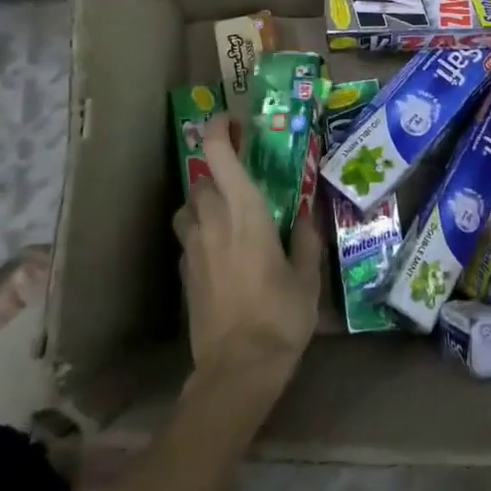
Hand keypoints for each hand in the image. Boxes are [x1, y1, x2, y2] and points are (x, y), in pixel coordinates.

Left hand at [172, 115, 319, 386]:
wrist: (237, 369)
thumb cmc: (280, 316)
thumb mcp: (307, 277)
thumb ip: (305, 240)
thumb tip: (306, 216)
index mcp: (244, 212)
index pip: (218, 155)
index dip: (219, 129)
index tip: (232, 121)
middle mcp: (212, 221)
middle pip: (201, 179)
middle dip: (218, 172)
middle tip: (243, 179)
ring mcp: (192, 248)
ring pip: (188, 208)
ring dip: (204, 202)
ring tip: (228, 215)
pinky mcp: (184, 274)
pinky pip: (188, 238)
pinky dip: (201, 233)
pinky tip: (222, 253)